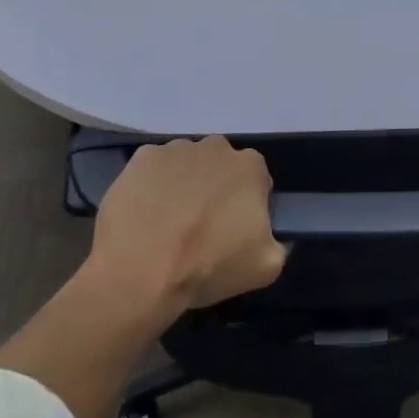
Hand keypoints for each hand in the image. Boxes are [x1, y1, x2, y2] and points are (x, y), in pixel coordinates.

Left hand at [89, 137, 288, 315]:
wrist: (140, 270)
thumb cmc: (207, 265)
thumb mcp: (265, 268)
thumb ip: (279, 244)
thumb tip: (269, 235)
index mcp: (250, 167)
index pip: (256, 181)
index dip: (245, 206)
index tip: (232, 231)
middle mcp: (216, 147)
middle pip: (220, 167)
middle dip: (214, 189)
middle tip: (200, 227)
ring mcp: (176, 148)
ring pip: (186, 165)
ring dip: (182, 186)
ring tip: (167, 224)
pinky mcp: (142, 157)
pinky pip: (153, 169)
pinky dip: (151, 186)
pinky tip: (144, 215)